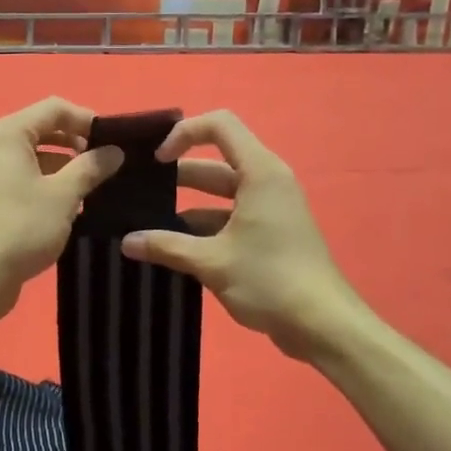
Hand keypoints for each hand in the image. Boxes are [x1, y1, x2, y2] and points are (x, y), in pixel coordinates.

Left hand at [0, 97, 122, 325]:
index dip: (88, 120)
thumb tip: (114, 151)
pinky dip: (50, 184)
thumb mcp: (63, 195)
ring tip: (97, 188)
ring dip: (67, 167)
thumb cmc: (20, 227)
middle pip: (45, 129)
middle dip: (78, 144)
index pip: (55, 108)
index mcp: (7, 132)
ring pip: (38, 156)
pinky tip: (73, 206)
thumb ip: (91, 167)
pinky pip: (27, 177)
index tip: (116, 143)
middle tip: (110, 165)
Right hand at [120, 110, 364, 360]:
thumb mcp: (212, 262)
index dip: (183, 133)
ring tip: (147, 223)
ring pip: (221, 194)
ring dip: (186, 206)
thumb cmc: (270, 280)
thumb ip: (167, 247)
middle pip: (215, 162)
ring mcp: (270, 209)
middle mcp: (266, 182)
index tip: (156, 161)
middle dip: (177, 175)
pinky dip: (203, 227)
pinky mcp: (270, 234)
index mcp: (259, 173)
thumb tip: (126, 242)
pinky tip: (173, 248)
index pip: (219, 125)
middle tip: (138, 192)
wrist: (324, 325)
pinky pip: (230, 217)